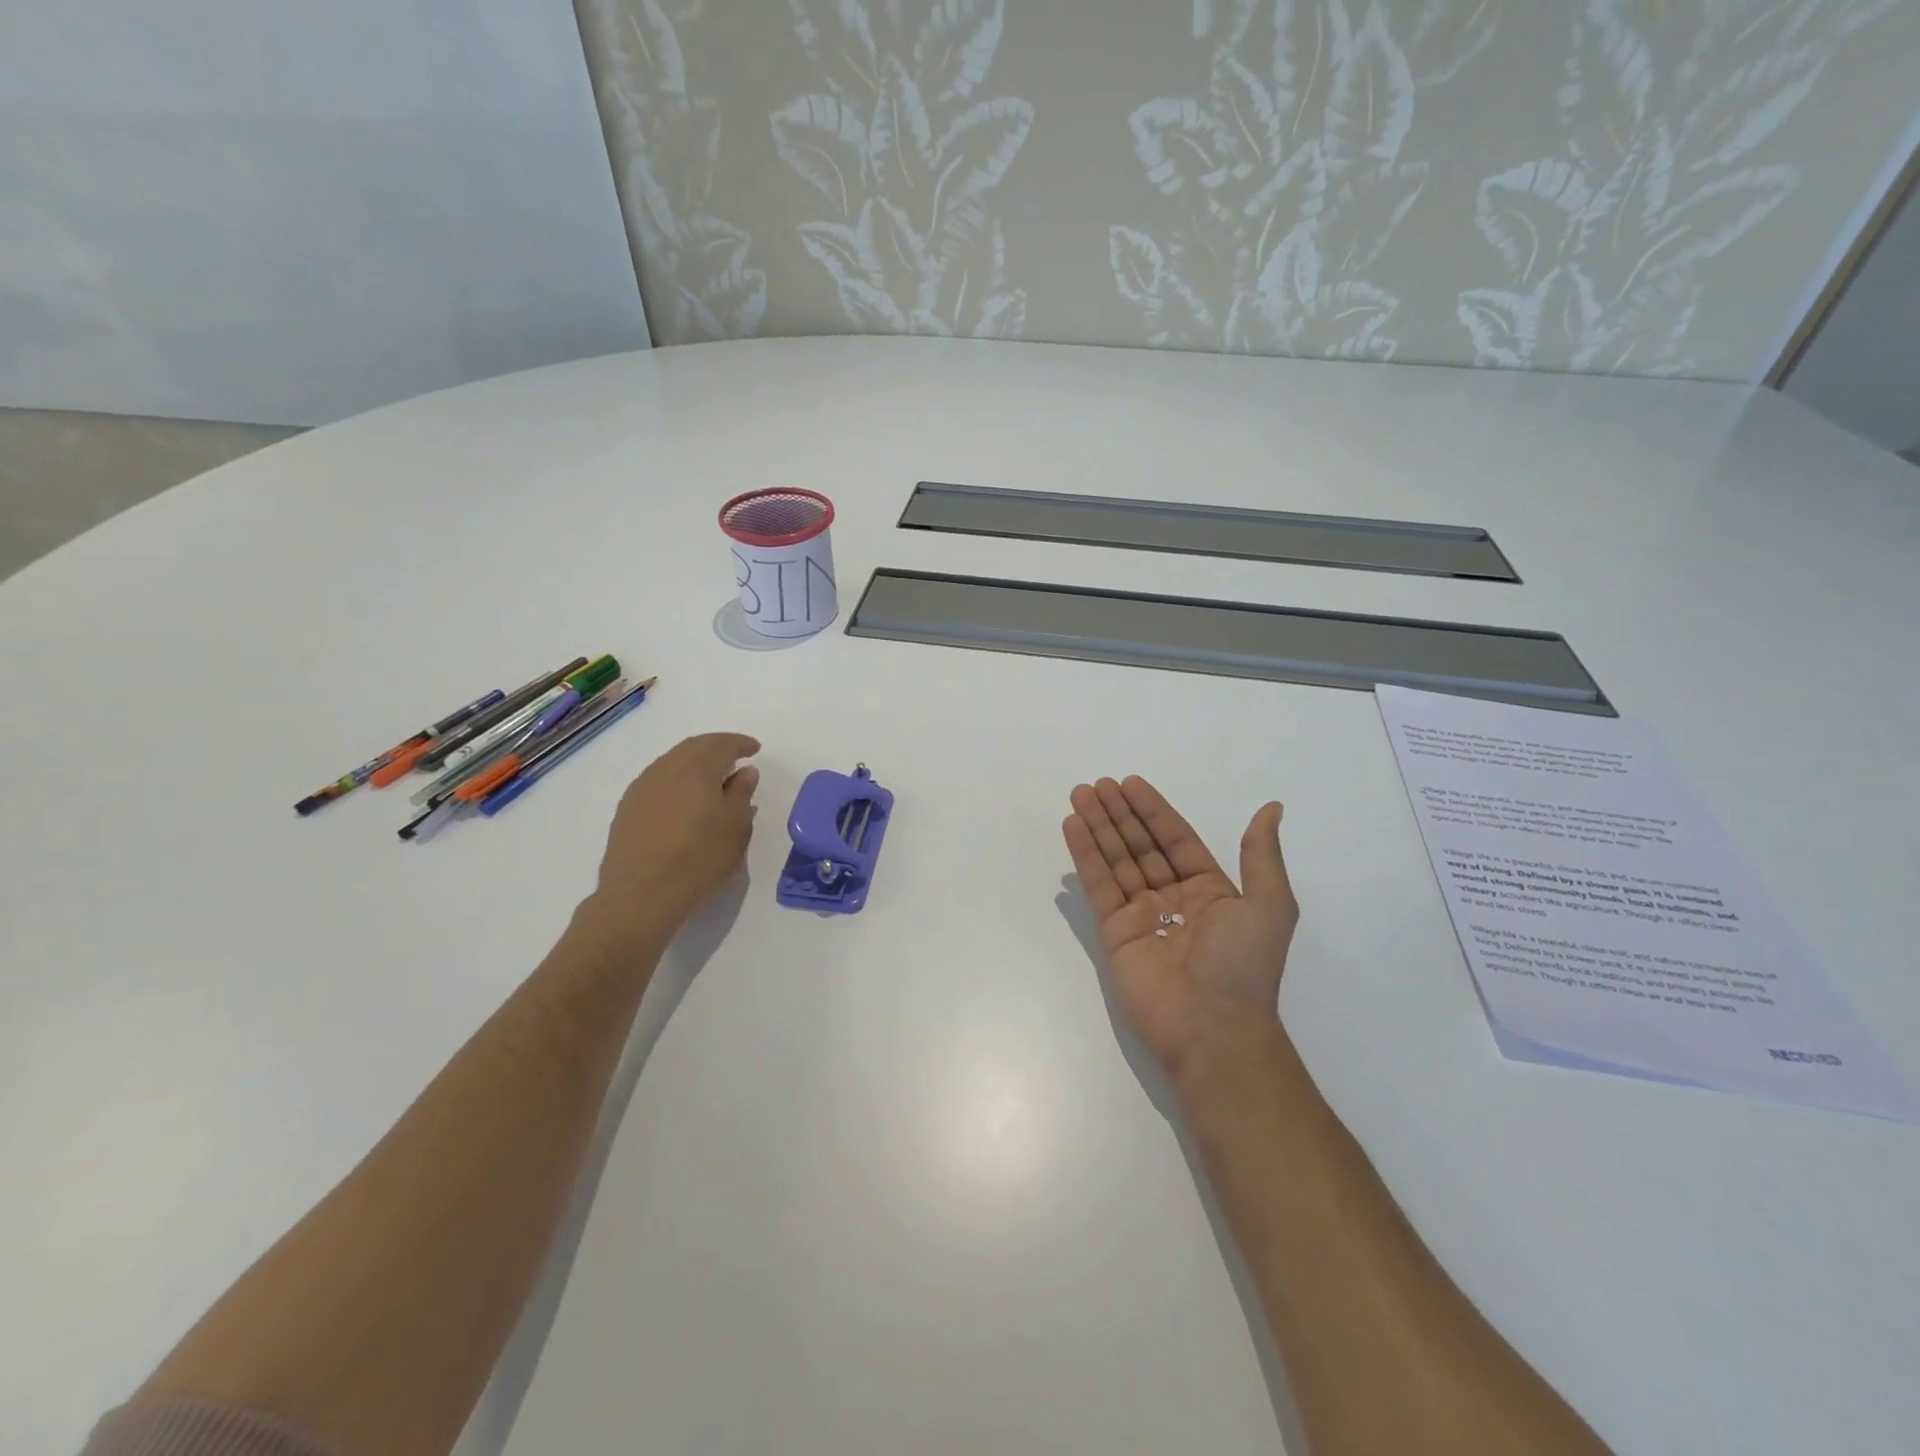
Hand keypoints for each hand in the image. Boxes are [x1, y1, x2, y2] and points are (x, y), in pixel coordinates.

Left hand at [582, 732, 760, 953]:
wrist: (641, 894)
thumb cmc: (700, 857)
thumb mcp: (736, 826)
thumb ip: (742, 792)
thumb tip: (745, 771)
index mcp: (695, 767)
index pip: (721, 743)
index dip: (740, 743)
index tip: (755, 749)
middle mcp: (665, 768)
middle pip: (693, 748)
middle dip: (716, 748)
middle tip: (735, 757)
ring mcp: (641, 788)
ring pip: (672, 763)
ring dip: (694, 764)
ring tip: (711, 779)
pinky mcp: (627, 809)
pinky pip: (657, 782)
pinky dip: (677, 781)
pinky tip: (684, 800)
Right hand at [1063, 776, 1298, 1085]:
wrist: (1213, 1029)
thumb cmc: (1243, 964)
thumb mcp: (1269, 904)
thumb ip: (1261, 855)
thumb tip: (1272, 808)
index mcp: (1210, 890)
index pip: (1175, 839)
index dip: (1153, 811)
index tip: (1129, 783)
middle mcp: (1173, 898)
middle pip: (1141, 845)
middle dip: (1120, 814)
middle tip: (1097, 785)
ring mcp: (1141, 915)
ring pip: (1116, 860)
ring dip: (1098, 826)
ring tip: (1079, 795)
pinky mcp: (1114, 933)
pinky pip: (1099, 886)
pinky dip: (1085, 855)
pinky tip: (1073, 827)